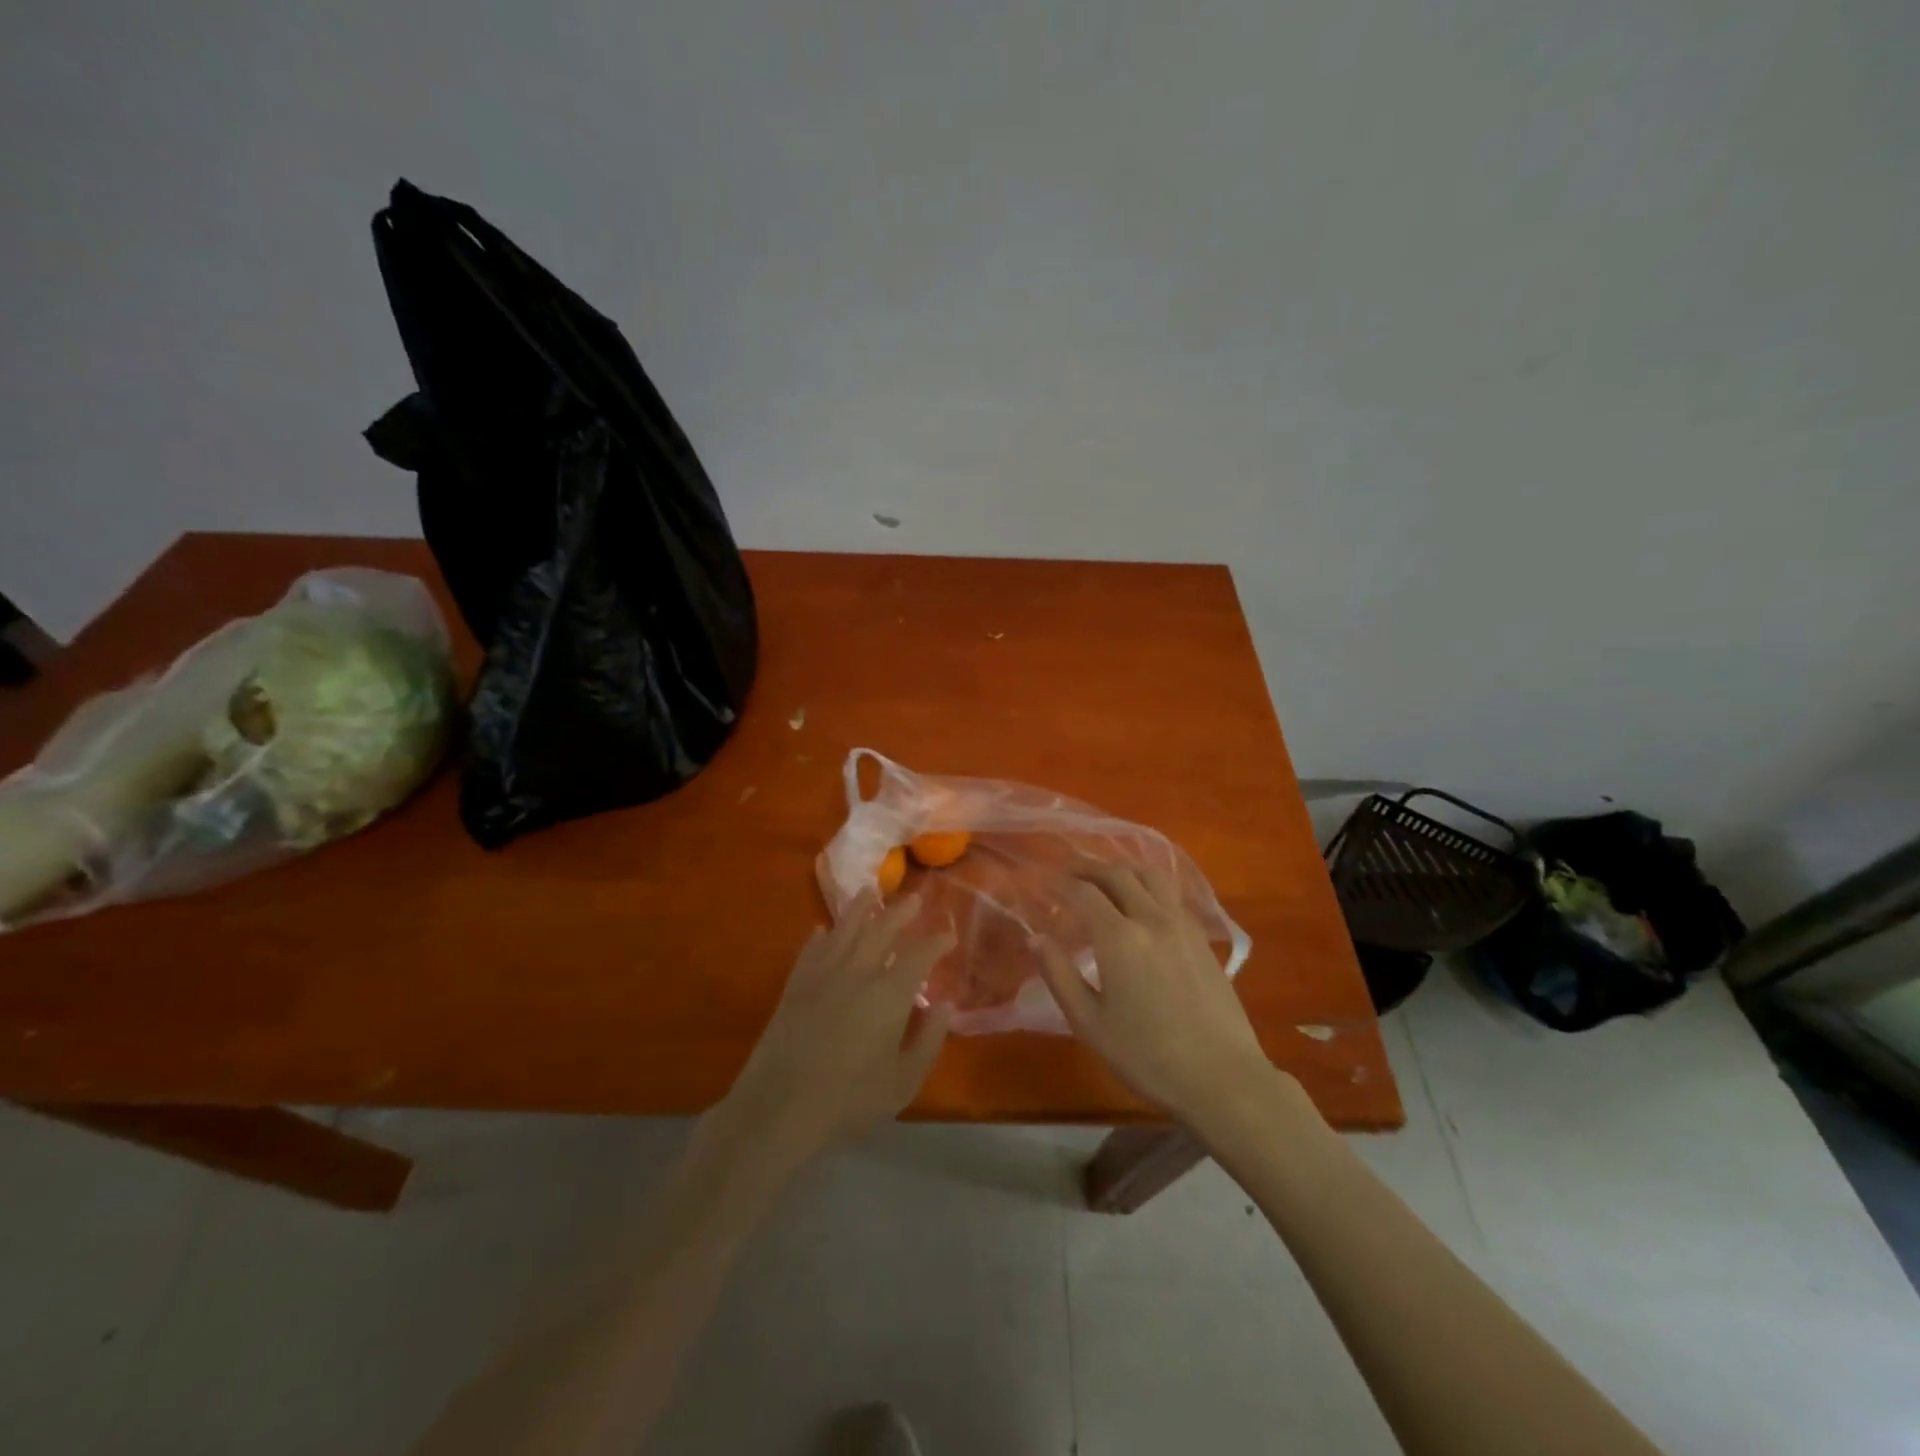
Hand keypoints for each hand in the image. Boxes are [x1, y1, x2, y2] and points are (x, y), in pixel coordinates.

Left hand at [717, 892, 955, 1174]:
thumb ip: (928, 1041)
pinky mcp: (795, 986)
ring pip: (844, 930)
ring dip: (860, 909)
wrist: (779, 1108)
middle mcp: (857, 973)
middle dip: (901, 912)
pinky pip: (811, 950)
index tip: (949, 935)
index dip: (936, 942)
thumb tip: (945, 1005)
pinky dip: (820, 937)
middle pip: (881, 931)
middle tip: (915, 899)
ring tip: (870, 891)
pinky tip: (822, 929)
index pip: (919, 956)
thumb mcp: (903, 1082)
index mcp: (888, 995)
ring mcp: (822, 976)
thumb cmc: (849, 1101)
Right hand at [1035, 864, 1273, 1125]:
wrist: (1222, 1078)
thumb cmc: (1147, 1057)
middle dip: (1088, 870)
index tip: (1042, 882)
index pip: (1083, 892)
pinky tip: (1143, 905)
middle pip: (1117, 875)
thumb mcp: (1090, 1023)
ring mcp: (1182, 925)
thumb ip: (1060, 975)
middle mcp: (1151, 918)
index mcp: (1119, 938)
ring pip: (1150, 876)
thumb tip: (1036, 938)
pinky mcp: (1202, 938)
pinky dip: (1149, 886)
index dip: (1059, 882)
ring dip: (1123, 870)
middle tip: (1068, 878)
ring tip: (1106, 882)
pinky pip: (1171, 894)